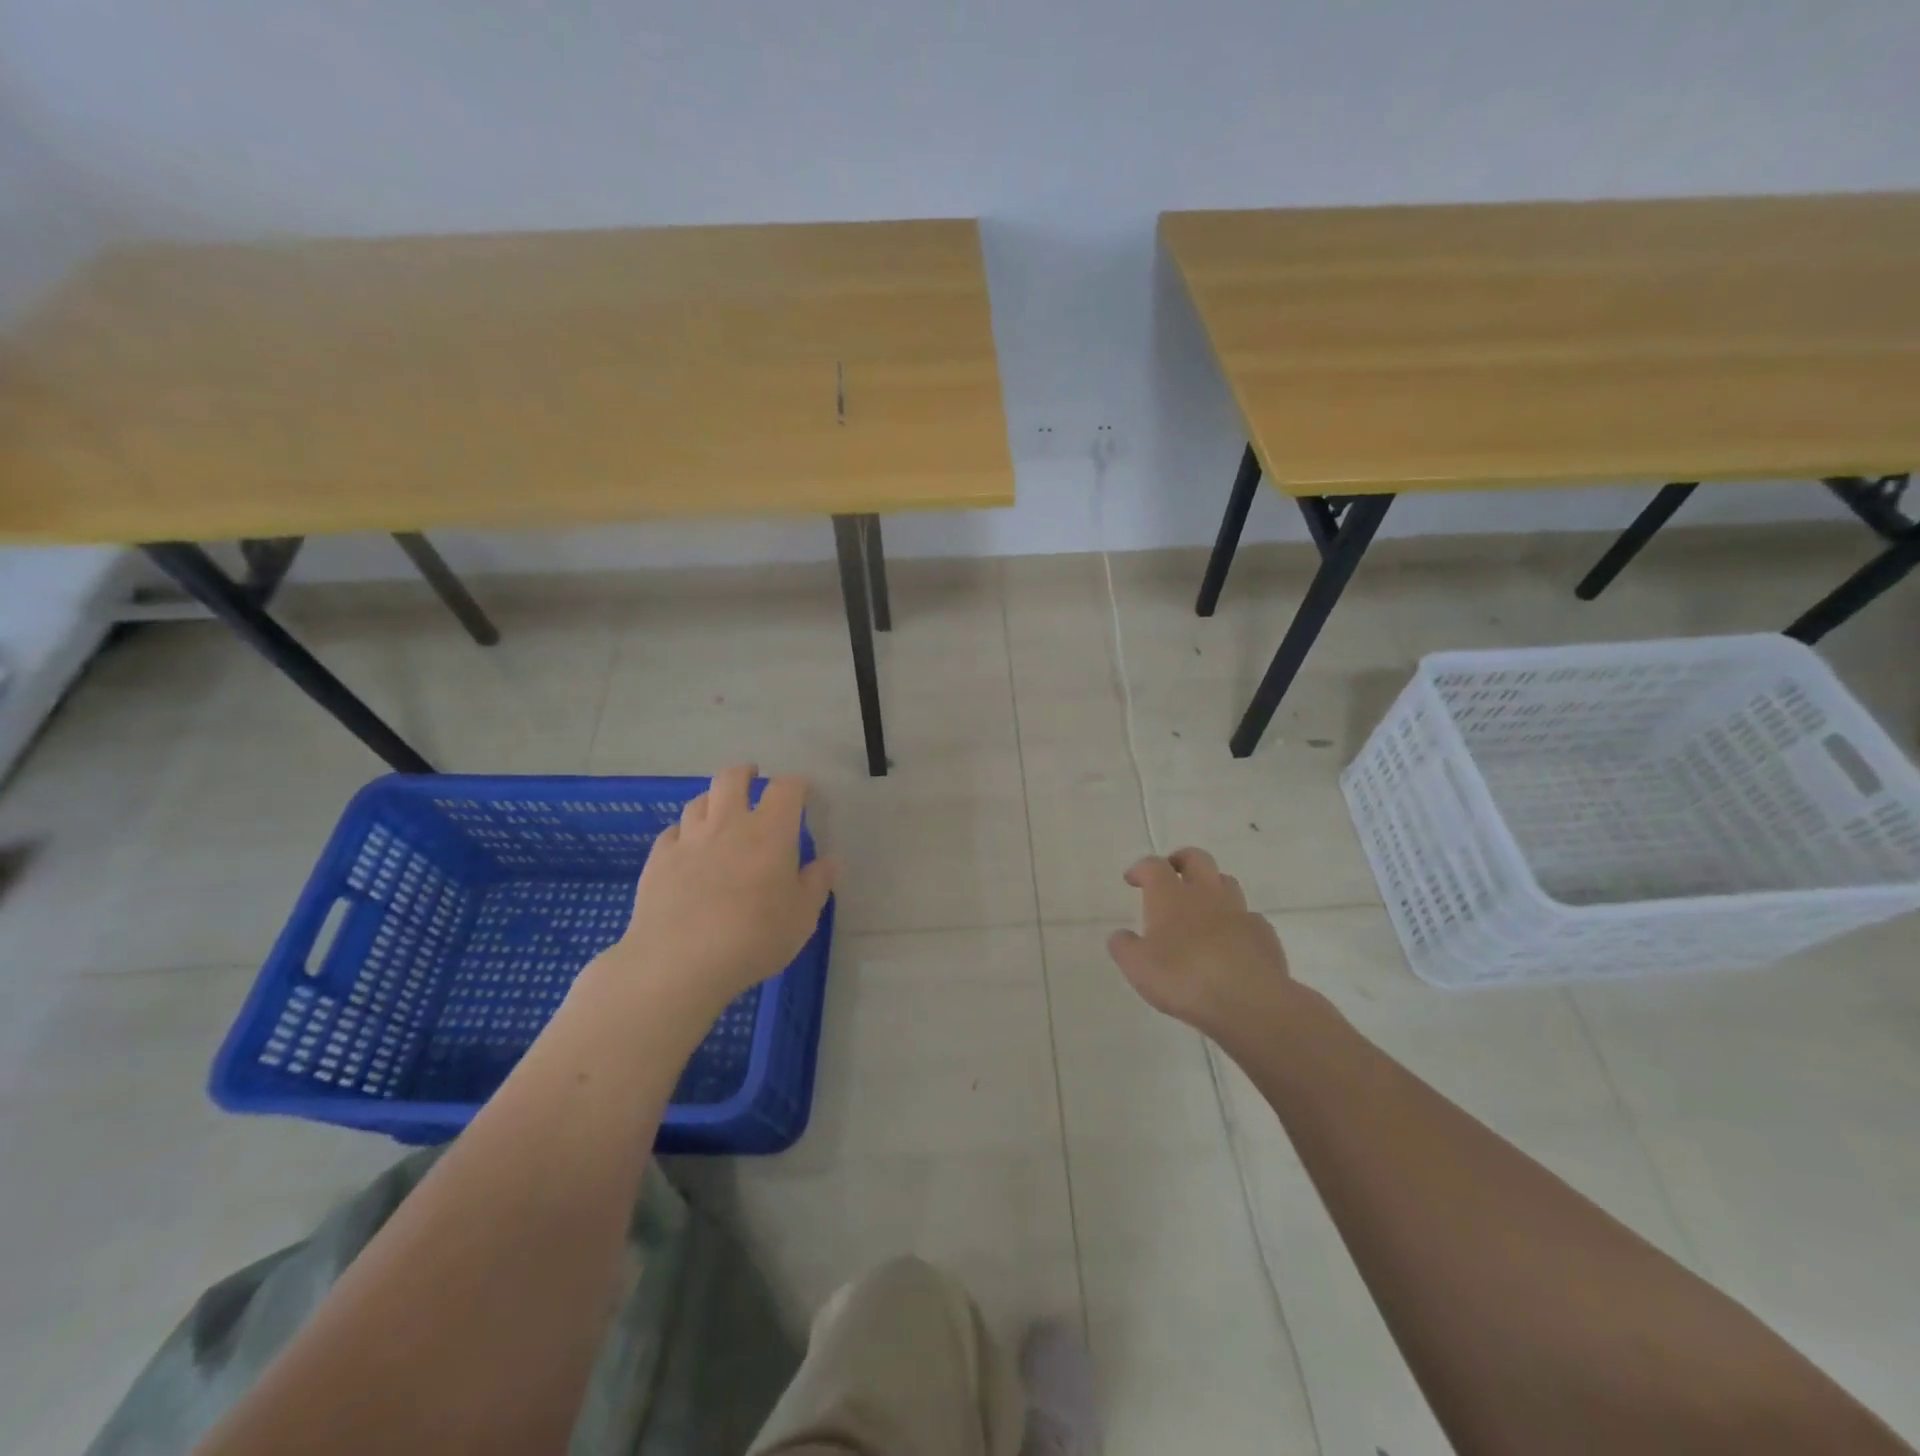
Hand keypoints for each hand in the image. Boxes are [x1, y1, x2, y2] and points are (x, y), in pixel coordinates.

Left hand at [608, 765, 838, 1012]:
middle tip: (753, 779)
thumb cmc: (754, 938)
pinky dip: (684, 833)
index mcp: (771, 832)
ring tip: (719, 812)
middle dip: (745, 774)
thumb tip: (828, 863)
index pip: (787, 788)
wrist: (679, 963)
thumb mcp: (802, 918)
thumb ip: (816, 885)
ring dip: (713, 801)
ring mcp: (689, 839)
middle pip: (732, 778)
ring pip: (699, 800)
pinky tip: (687, 849)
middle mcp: (729, 823)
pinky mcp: (658, 859)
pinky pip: (673, 832)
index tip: (802, 793)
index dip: (796, 785)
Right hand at [1107, 848, 1291, 1033]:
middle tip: (1171, 874)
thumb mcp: (1137, 967)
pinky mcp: (1264, 934)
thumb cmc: (1184, 978)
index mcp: (1170, 896)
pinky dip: (1236, 921)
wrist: (1250, 1002)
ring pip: (1226, 882)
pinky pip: (1248, 917)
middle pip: (1197, 858)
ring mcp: (1239, 911)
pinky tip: (1231, 940)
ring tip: (1201, 907)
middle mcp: (1206, 894)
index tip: (1132, 880)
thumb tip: (1121, 936)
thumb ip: (1124, 947)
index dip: (1141, 868)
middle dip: (1181, 860)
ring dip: (1211, 886)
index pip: (1154, 865)